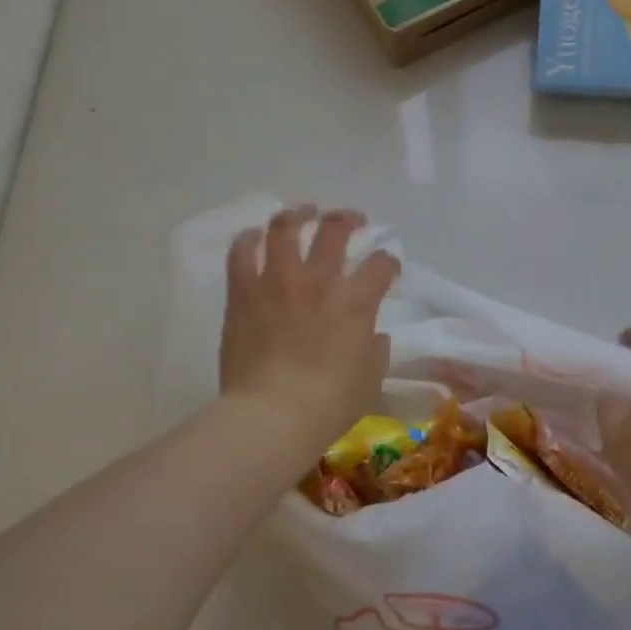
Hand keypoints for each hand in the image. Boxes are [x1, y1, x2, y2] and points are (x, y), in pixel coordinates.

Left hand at [219, 206, 398, 457]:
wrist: (271, 416)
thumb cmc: (328, 405)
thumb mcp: (369, 381)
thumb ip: (376, 352)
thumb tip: (374, 336)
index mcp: (355, 301)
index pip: (380, 265)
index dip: (388, 262)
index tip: (387, 267)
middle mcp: (318, 281)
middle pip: (334, 229)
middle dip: (347, 219)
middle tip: (351, 220)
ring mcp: (277, 282)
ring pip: (285, 228)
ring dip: (297, 215)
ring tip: (302, 213)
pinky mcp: (244, 293)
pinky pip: (242, 253)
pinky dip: (249, 240)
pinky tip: (254, 237)